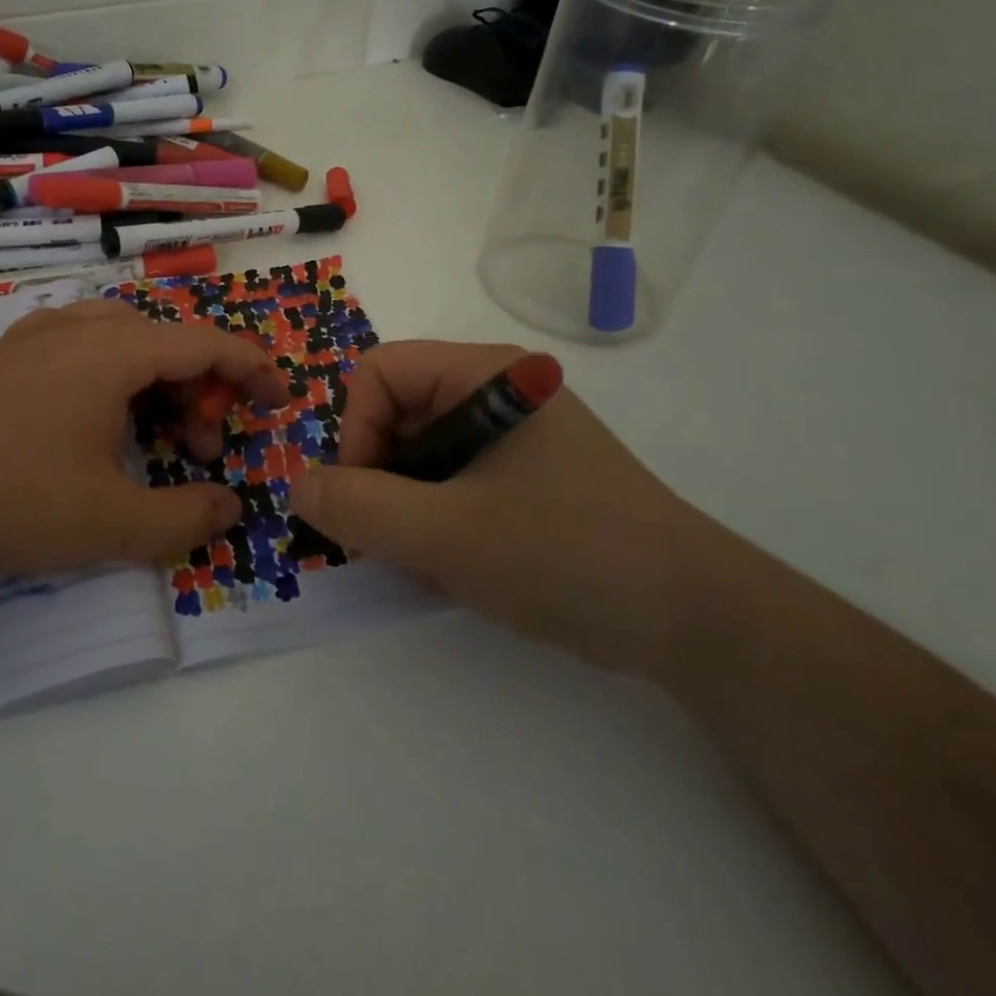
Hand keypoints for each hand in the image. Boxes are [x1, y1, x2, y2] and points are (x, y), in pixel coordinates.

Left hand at [0, 299, 286, 576]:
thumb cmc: (9, 502)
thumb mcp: (110, 525)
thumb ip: (186, 519)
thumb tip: (230, 507)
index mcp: (111, 352)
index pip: (204, 342)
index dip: (252, 367)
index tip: (280, 397)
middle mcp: (76, 328)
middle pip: (165, 339)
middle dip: (201, 389)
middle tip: (204, 449)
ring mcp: (33, 337)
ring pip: (123, 340)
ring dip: (157, 383)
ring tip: (155, 440)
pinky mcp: (4, 358)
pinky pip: (83, 348)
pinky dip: (116, 378)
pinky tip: (99, 426)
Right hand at [292, 340, 703, 676]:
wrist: (697, 622)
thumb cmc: (567, 554)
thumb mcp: (448, 535)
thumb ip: (359, 509)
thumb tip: (298, 488)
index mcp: (483, 374)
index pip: (379, 372)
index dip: (355, 431)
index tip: (366, 501)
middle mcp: (496, 391)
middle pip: (396, 412)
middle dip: (380, 479)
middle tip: (390, 544)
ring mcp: (514, 434)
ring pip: (420, 454)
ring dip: (406, 507)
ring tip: (430, 562)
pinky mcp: (526, 475)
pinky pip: (452, 480)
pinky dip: (436, 520)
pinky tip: (458, 566)